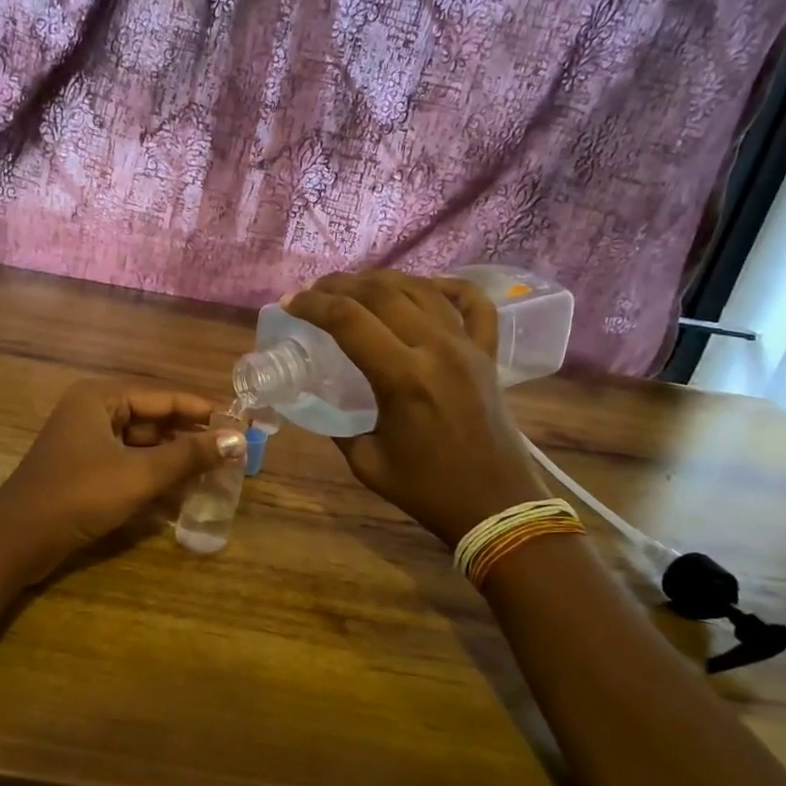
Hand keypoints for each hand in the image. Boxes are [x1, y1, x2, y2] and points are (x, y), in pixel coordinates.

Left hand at [0, 380, 246, 580]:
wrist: (17, 540)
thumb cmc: (79, 495)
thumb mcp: (139, 474)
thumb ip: (189, 455)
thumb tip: (238, 440)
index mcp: (101, 398)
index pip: (164, 397)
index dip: (203, 411)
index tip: (241, 423)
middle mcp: (93, 411)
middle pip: (154, 419)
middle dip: (190, 438)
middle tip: (232, 452)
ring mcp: (86, 442)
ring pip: (142, 445)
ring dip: (175, 460)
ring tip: (215, 474)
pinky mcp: (84, 470)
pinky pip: (128, 464)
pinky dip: (153, 476)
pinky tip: (183, 493)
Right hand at [286, 271, 545, 546]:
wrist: (495, 505)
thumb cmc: (427, 489)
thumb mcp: (366, 461)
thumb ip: (338, 424)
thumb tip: (318, 397)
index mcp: (403, 378)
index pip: (348, 321)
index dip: (313, 305)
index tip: (290, 303)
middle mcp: (437, 349)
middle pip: (382, 294)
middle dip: (340, 285)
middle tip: (315, 290)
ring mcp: (468, 347)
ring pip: (421, 289)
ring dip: (382, 280)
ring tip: (355, 285)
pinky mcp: (488, 353)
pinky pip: (474, 303)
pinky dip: (449, 286)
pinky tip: (426, 285)